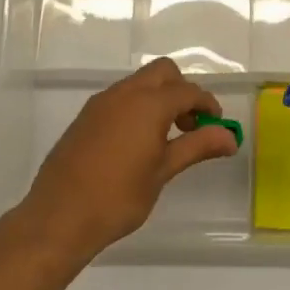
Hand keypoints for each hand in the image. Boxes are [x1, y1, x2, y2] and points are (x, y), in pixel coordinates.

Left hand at [23, 57, 239, 257]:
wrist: (59, 216)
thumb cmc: (118, 197)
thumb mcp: (163, 171)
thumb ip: (197, 146)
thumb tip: (231, 137)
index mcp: (148, 103)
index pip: (188, 91)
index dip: (207, 104)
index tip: (217, 125)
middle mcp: (124, 93)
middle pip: (163, 73)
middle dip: (182, 91)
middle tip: (190, 125)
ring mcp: (101, 103)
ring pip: (139, 83)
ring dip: (159, 98)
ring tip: (166, 138)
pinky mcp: (86, 116)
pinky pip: (120, 98)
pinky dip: (137, 107)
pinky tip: (137, 143)